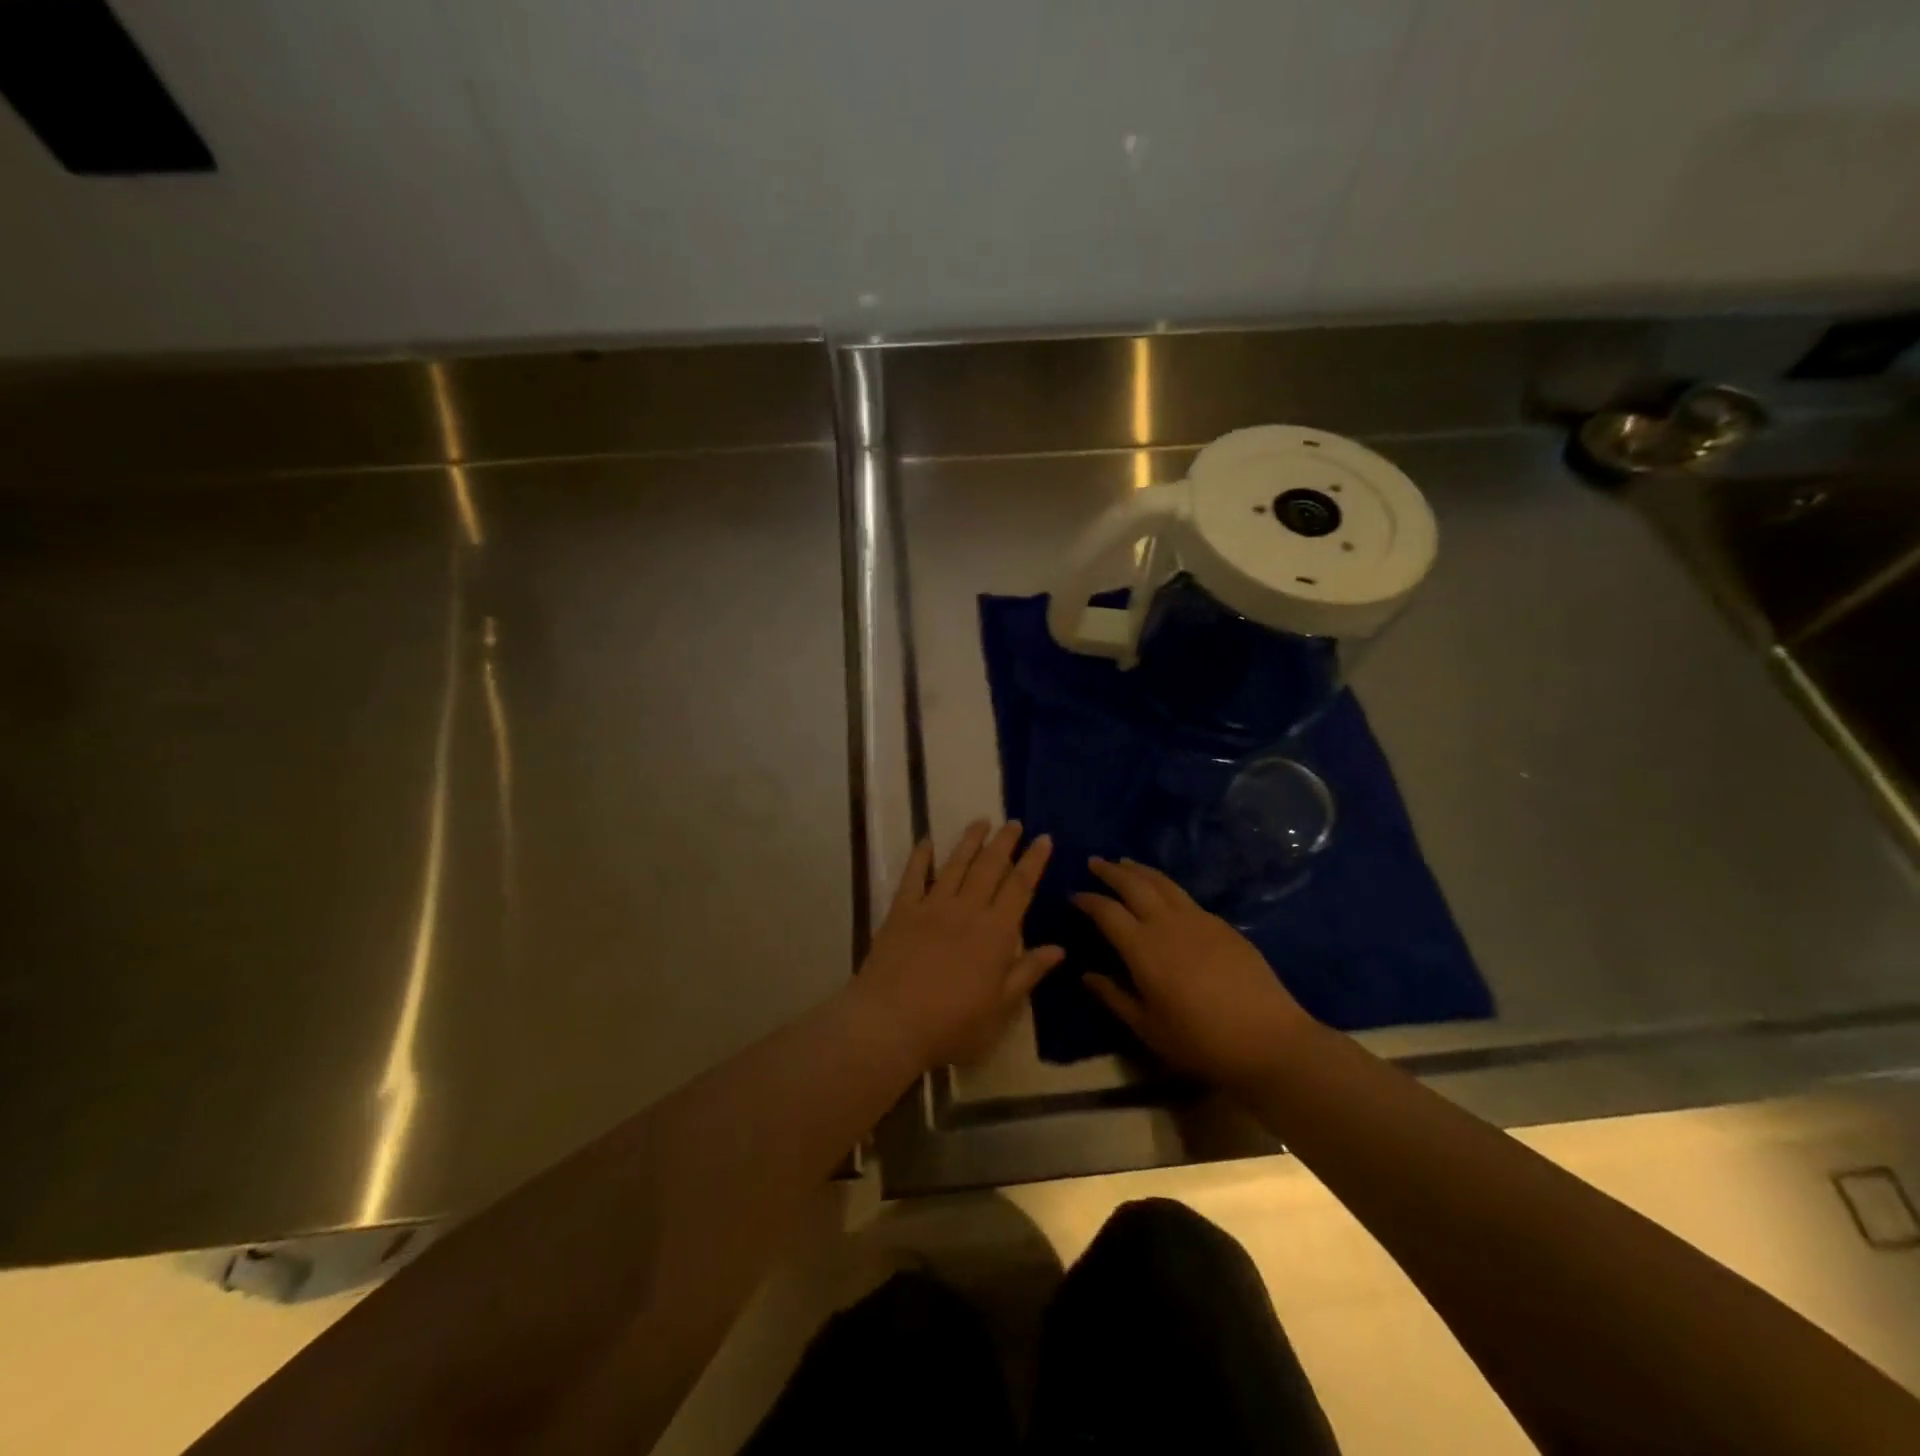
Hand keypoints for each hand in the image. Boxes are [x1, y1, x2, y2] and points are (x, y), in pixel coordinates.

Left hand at [852, 821, 1062, 1069]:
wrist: (890, 1023)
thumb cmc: (952, 1024)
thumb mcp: (1000, 1008)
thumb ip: (1027, 972)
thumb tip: (1059, 948)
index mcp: (996, 933)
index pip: (1020, 887)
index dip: (1033, 861)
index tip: (1043, 839)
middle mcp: (967, 910)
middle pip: (989, 867)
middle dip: (1004, 842)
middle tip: (1014, 822)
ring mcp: (931, 907)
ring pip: (955, 864)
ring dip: (970, 841)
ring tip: (981, 821)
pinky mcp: (901, 911)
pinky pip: (913, 876)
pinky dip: (921, 856)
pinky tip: (927, 841)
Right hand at [1075, 858, 1315, 1089]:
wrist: (1268, 1040)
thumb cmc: (1200, 1041)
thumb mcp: (1148, 1027)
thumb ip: (1114, 997)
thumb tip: (1087, 975)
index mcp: (1143, 947)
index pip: (1107, 911)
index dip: (1088, 900)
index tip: (1074, 894)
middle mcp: (1167, 923)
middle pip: (1134, 884)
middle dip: (1111, 871)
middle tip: (1095, 862)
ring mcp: (1199, 920)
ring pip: (1163, 883)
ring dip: (1140, 870)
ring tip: (1125, 863)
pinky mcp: (1223, 925)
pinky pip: (1186, 897)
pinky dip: (1167, 887)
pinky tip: (1165, 893)